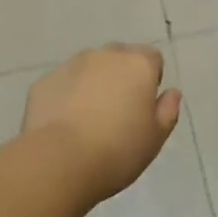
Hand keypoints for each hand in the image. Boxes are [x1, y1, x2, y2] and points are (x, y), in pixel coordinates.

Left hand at [22, 44, 181, 202]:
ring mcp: (71, 65)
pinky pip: (63, 83)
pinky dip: (66, 96)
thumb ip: (167, 111)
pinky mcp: (45, 81)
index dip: (150, 79)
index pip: (152, 58)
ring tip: (88, 119)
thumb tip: (172, 93)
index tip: (143, 106)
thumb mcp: (155, 138)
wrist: (59, 161)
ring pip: (89, 67)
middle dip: (121, 76)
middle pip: (119, 57)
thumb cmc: (117, 150)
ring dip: (92, 83)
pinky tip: (64, 124)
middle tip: (117, 112)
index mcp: (138, 65)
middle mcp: (105, 55)